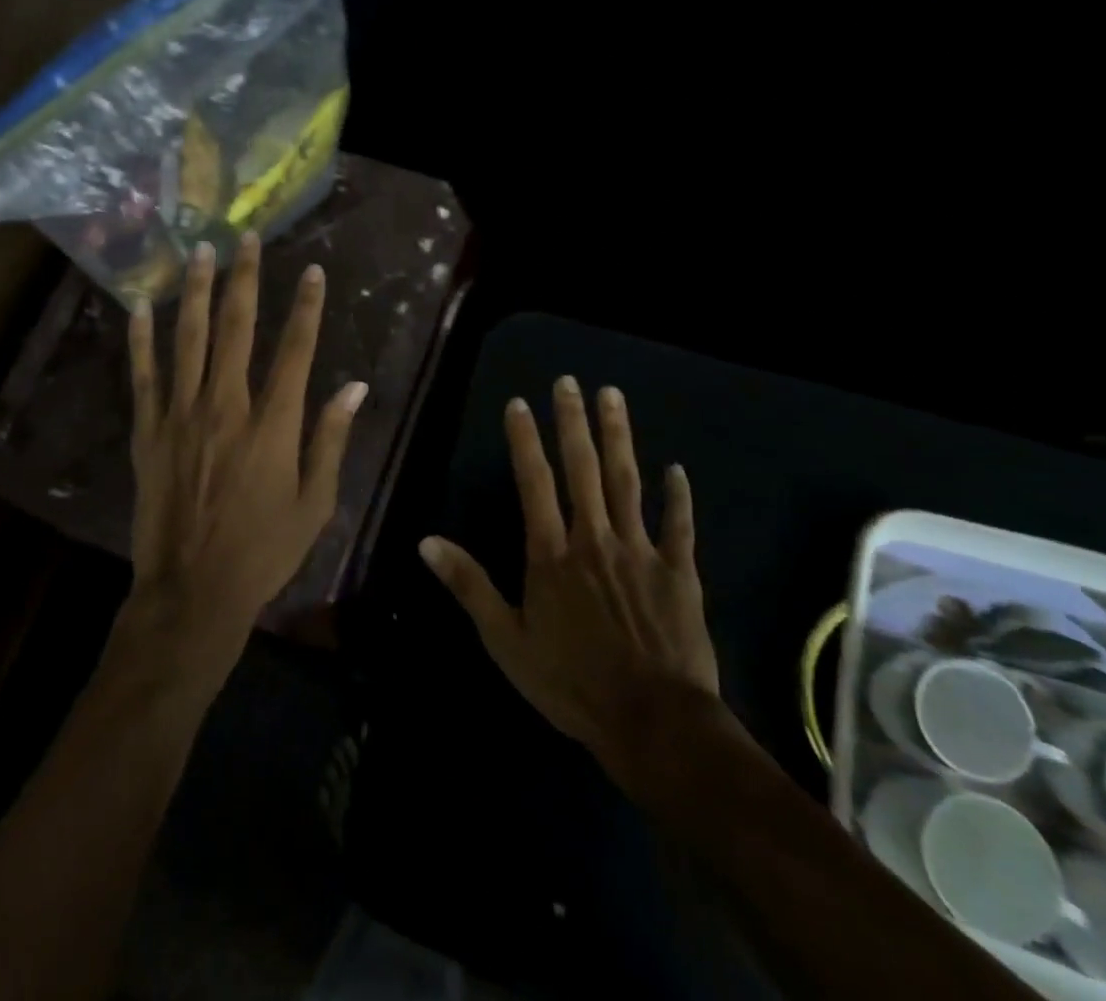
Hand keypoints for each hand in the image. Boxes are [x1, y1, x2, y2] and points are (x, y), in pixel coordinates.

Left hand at [121, 233, 367, 672]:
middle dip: (244, 279)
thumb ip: (331, 440)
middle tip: (247, 238)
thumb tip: (354, 387)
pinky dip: (141, 338)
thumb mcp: (315, 503)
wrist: (192, 592)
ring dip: (195, 292)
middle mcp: (226, 407)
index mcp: (273, 425)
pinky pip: (144, 375)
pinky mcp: (148, 431)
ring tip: (200, 252)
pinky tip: (140, 306)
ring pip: (188, 339)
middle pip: (237, 329)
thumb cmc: (264, 551)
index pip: (295, 350)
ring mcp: (181, 416)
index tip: (313, 272)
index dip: (306, 307)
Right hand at [419, 377, 722, 801]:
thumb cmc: (571, 683)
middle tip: (569, 382)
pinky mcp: (679, 572)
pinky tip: (677, 468)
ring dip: (619, 436)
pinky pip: (678, 525)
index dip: (525, 440)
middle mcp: (594, 538)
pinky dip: (678, 496)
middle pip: (582, 468)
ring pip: (627, 481)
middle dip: (573, 422)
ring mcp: (639, 551)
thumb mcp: (505, 640)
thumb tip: (426, 541)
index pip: (534, 482)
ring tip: (613, 396)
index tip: (520, 403)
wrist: (654, 723)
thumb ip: (468, 585)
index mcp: (551, 553)